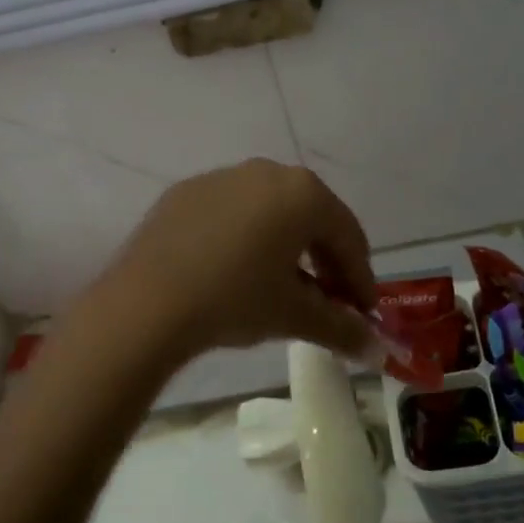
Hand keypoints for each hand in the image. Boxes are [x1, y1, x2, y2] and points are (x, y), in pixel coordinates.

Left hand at [99, 160, 377, 363]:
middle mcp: (267, 172)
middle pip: (312, 218)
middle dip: (326, 260)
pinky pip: (232, 212)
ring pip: (271, 212)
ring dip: (287, 247)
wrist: (146, 303)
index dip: (360, 278)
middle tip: (330, 300)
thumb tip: (377, 350)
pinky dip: (247, 238)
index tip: (363, 313)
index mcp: (303, 193)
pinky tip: (236, 271)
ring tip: (284, 287)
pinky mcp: (186, 192)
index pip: (349, 236)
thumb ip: (342, 329)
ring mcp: (222, 178)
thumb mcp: (294, 316)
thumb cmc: (235, 300)